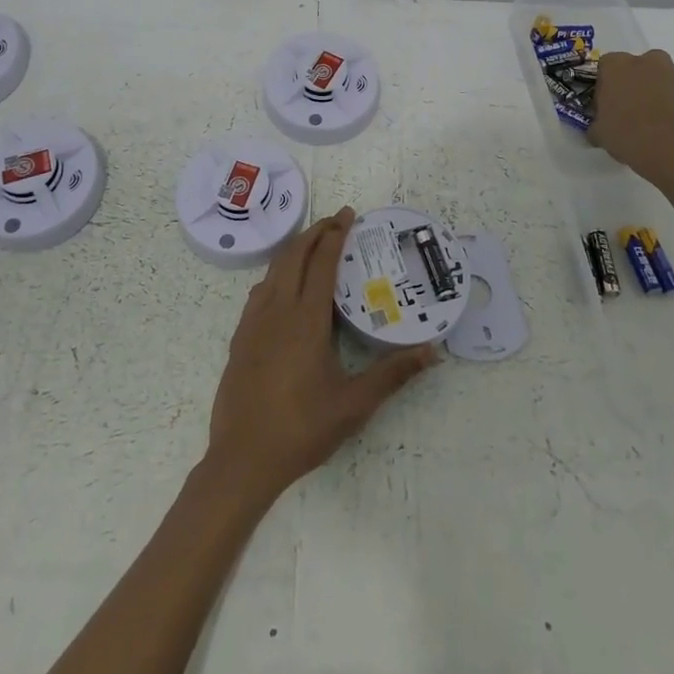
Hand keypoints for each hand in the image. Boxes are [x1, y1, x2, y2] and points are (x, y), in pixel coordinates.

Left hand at [204, 207, 438, 504]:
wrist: (243, 458)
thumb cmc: (302, 429)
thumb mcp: (354, 405)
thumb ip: (392, 375)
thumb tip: (433, 352)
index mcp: (306, 319)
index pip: (322, 262)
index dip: (336, 235)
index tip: (349, 215)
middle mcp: (278, 309)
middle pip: (294, 255)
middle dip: (315, 232)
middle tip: (336, 221)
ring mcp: (254, 322)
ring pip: (274, 269)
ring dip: (294, 249)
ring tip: (313, 244)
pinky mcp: (241, 336)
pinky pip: (260, 290)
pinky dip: (276, 273)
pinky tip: (283, 285)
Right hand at [588, 49, 673, 185]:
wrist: (673, 148)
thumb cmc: (626, 133)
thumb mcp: (599, 132)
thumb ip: (596, 124)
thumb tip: (597, 129)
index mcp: (615, 65)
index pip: (605, 67)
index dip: (605, 86)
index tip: (605, 104)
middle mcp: (645, 61)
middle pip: (635, 68)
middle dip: (632, 83)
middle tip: (627, 109)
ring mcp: (673, 74)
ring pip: (658, 79)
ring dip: (653, 93)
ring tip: (649, 121)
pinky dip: (671, 106)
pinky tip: (666, 128)